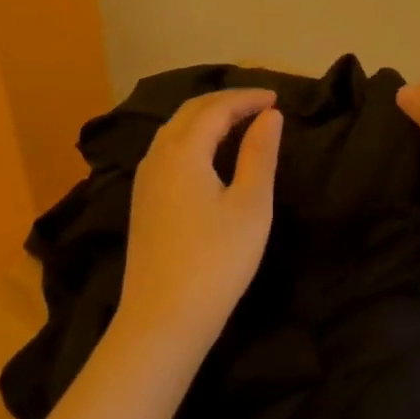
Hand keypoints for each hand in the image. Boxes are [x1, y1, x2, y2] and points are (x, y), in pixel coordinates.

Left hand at [118, 89, 282, 351]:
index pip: (216, 107)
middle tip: (259, 104)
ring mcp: (145, 179)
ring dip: (206, 117)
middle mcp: (158, 155)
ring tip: (238, 122)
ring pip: (175, 130)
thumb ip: (259, 154)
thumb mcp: (250, 205)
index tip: (277, 97)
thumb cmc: (215, 261)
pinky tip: (209, 154)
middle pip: (190, 112)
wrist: (161, 321)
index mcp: (183, 150)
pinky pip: (168, 150)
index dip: (247, 98)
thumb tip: (270, 116)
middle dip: (225, 101)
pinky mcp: (143, 201)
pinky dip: (193, 137)